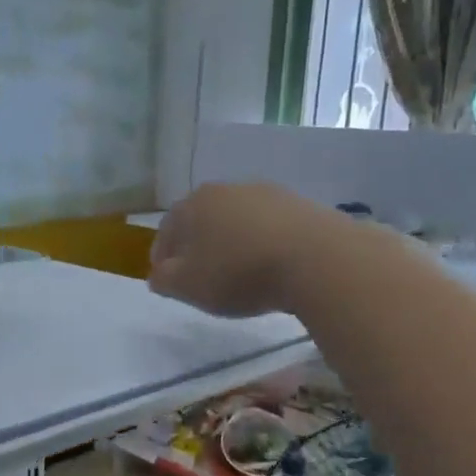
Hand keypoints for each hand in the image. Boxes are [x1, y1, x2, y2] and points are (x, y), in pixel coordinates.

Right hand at [149, 182, 315, 317]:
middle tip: (201, 274)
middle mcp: (228, 189)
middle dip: (198, 244)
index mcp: (194, 204)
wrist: (317, 259)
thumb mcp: (188, 286)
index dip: (162, 255)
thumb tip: (158, 274)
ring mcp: (268, 193)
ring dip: (233, 242)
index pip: (167, 228)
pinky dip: (264, 243)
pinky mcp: (302, 205)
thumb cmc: (238, 272)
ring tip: (239, 272)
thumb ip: (164, 280)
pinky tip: (271, 267)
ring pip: (238, 220)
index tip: (166, 277)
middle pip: (203, 219)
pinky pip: (271, 227)